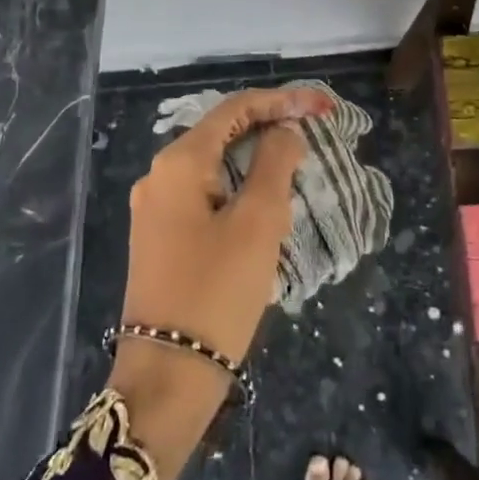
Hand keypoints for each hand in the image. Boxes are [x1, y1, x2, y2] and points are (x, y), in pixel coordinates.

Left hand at [111, 85, 330, 479]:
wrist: (166, 378)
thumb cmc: (216, 291)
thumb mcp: (258, 222)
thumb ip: (274, 163)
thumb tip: (284, 131)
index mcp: (179, 161)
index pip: (235, 108)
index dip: (282, 101)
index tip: (322, 107)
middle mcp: (159, 175)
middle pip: (222, 133)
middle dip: (269, 129)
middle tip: (313, 136)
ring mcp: (156, 207)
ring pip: (215, 166)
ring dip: (256, 163)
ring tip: (297, 172)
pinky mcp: (161, 236)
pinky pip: (205, 195)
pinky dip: (238, 190)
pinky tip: (265, 207)